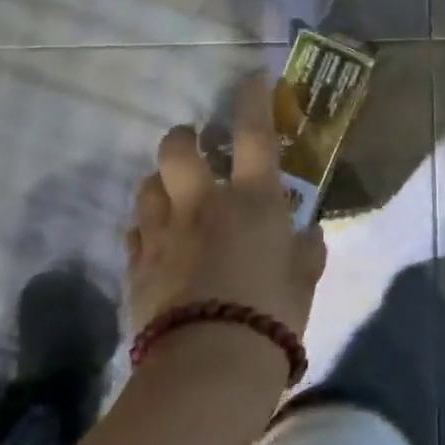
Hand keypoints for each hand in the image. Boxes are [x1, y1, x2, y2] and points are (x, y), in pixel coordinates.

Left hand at [124, 74, 326, 341]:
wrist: (210, 366)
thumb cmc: (271, 315)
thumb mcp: (303, 281)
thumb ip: (307, 251)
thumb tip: (309, 233)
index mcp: (252, 200)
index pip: (253, 133)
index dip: (252, 99)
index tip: (252, 78)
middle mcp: (202, 204)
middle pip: (178, 148)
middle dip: (185, 138)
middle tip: (196, 147)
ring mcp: (163, 233)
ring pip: (147, 185)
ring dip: (161, 183)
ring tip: (175, 196)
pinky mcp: (136, 264)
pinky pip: (135, 231)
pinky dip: (148, 228)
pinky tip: (160, 243)